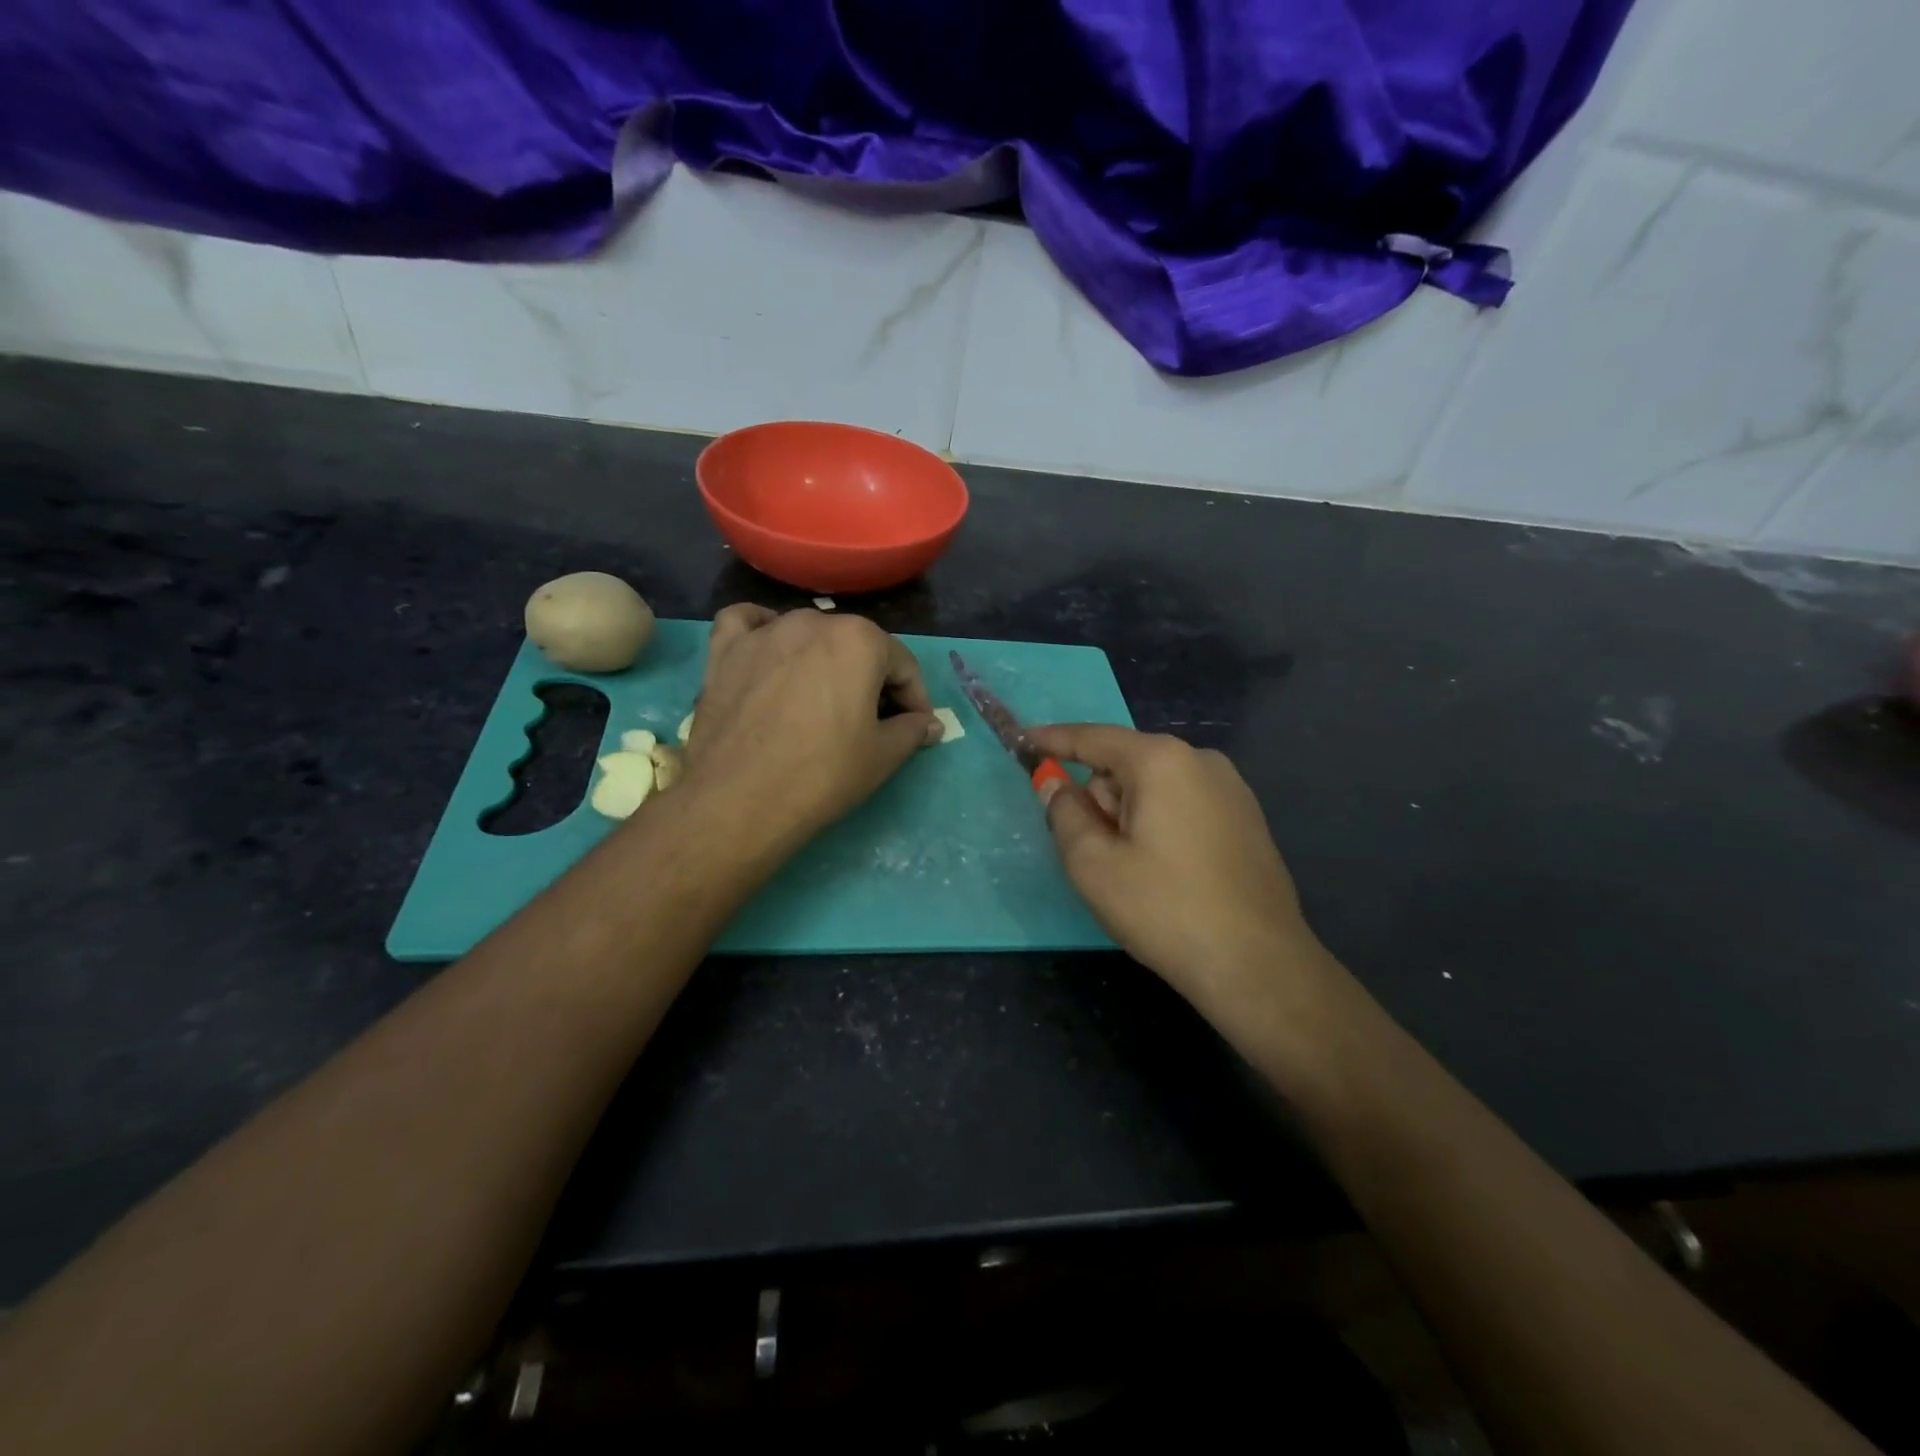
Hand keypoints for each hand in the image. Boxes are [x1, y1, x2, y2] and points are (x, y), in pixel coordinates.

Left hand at [682, 606, 941, 844]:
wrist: (739, 801)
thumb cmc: (822, 775)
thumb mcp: (883, 756)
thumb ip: (912, 730)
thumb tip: (928, 724)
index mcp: (860, 639)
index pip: (902, 664)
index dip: (915, 699)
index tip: (915, 729)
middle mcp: (812, 622)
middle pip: (855, 647)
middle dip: (871, 680)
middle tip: (872, 722)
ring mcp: (764, 632)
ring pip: (806, 635)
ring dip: (823, 660)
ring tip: (822, 700)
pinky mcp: (724, 651)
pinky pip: (746, 624)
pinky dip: (761, 632)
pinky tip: (769, 651)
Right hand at [1028, 724, 1319, 1010]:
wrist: (1257, 964)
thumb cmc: (1165, 909)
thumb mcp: (1093, 864)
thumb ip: (1064, 813)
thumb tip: (1055, 783)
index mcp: (1161, 761)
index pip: (1093, 738)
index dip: (1053, 740)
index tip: (1023, 742)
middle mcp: (1201, 761)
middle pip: (1125, 765)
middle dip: (1101, 799)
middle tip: (1100, 855)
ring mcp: (1232, 789)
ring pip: (1154, 788)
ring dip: (1131, 816)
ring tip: (1138, 873)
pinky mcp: (1247, 819)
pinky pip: (1184, 806)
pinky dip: (1161, 826)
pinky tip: (1171, 875)